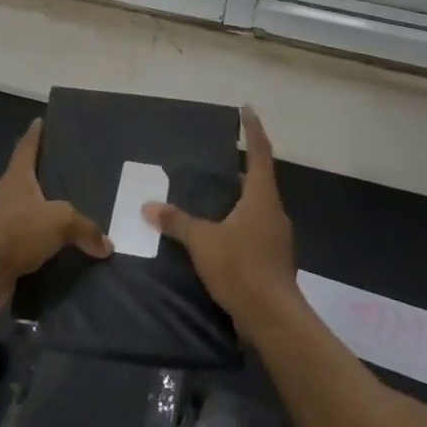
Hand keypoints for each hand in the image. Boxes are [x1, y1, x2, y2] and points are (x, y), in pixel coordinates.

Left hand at [0, 119, 111, 305]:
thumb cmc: (17, 232)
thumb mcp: (60, 222)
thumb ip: (86, 229)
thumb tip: (107, 245)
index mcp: (17, 177)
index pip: (27, 147)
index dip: (35, 134)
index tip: (40, 120)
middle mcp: (6, 195)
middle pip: (25, 176)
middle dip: (43, 171)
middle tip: (67, 166)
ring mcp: (0, 222)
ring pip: (26, 208)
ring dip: (41, 208)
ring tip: (67, 207)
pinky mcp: (0, 248)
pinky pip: (26, 237)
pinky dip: (40, 238)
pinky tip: (56, 244)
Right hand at [145, 107, 294, 319]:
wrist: (273, 317)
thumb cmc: (241, 268)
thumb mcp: (203, 242)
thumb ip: (178, 222)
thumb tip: (149, 206)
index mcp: (262, 197)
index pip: (259, 152)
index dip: (253, 129)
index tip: (247, 109)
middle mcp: (274, 211)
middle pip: (261, 179)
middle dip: (244, 166)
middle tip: (223, 157)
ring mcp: (277, 237)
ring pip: (259, 206)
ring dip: (242, 197)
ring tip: (219, 194)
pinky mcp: (274, 259)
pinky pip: (257, 228)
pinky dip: (241, 221)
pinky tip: (224, 231)